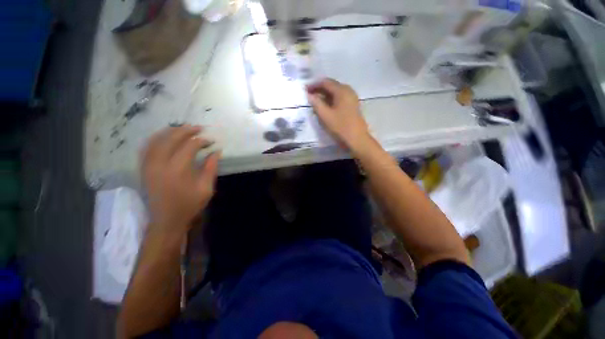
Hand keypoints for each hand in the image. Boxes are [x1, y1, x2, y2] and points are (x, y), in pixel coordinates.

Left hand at [141, 125, 219, 235]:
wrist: (166, 221)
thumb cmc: (189, 205)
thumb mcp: (206, 188)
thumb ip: (211, 168)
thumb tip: (217, 151)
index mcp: (178, 170)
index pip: (189, 146)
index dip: (201, 141)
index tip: (211, 141)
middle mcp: (160, 164)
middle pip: (171, 138)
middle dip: (186, 131)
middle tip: (198, 128)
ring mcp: (148, 166)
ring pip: (156, 140)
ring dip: (170, 131)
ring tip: (183, 128)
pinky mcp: (143, 169)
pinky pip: (147, 148)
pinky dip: (156, 138)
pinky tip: (164, 137)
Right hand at [307, 79, 371, 151]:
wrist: (357, 139)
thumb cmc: (340, 127)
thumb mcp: (325, 116)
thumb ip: (316, 103)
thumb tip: (309, 95)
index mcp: (342, 91)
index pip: (326, 82)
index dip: (314, 85)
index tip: (305, 90)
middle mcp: (348, 90)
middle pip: (332, 85)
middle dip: (319, 89)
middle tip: (309, 95)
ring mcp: (352, 98)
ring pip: (336, 92)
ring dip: (325, 95)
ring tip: (315, 101)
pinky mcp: (352, 105)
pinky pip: (340, 98)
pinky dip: (331, 99)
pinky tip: (325, 106)